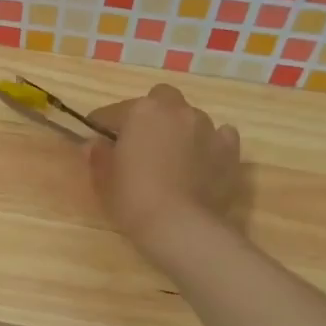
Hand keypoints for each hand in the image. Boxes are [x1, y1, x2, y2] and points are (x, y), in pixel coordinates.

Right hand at [87, 84, 241, 255]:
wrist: (180, 226)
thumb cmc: (133, 199)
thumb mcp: (104, 179)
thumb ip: (98, 156)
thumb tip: (96, 145)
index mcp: (141, 111)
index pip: (112, 112)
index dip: (101, 126)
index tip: (96, 141)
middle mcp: (176, 110)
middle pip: (161, 99)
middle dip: (150, 114)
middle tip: (141, 141)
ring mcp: (207, 127)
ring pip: (190, 117)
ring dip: (179, 129)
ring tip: (173, 156)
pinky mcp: (230, 149)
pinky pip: (219, 136)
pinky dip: (209, 143)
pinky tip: (202, 161)